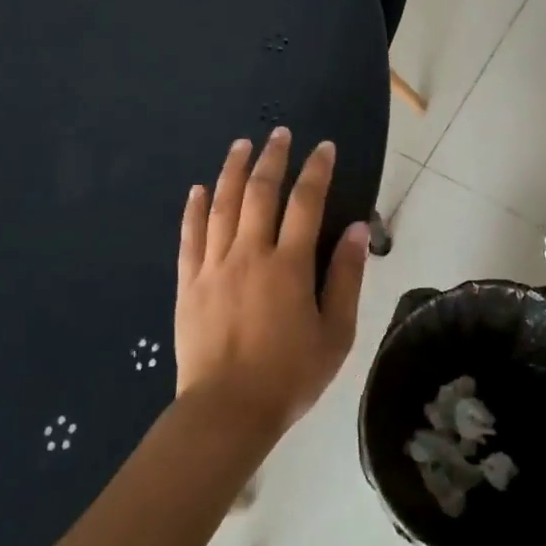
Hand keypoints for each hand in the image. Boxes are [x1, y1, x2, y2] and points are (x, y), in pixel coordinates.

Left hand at [175, 130, 369, 435]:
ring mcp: (214, 267)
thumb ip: (346, 278)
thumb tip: (357, 229)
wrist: (227, 412)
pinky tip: (199, 189)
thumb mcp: (336, 333)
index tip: (324, 148)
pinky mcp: (189, 284)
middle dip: (272, 158)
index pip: (306, 203)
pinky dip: (195, 209)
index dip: (317, 171)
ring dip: (233, 171)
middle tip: (279, 133)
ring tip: (241, 145)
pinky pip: (190, 236)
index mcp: (288, 266)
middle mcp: (250, 254)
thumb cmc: (290, 375)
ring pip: (223, 206)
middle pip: (260, 193)